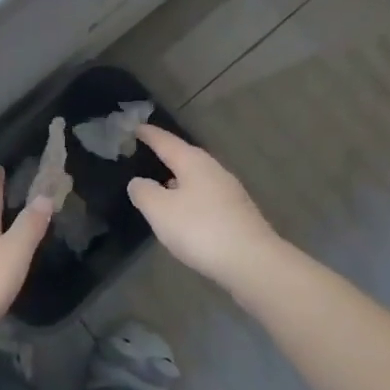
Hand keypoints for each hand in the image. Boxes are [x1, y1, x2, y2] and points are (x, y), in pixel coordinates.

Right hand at [128, 125, 283, 287]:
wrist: (253, 263)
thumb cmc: (201, 229)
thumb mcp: (160, 211)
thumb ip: (144, 193)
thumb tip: (138, 182)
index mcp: (193, 162)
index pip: (166, 142)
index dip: (150, 135)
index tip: (136, 127)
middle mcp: (214, 170)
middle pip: (186, 157)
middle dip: (167, 156)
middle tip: (148, 154)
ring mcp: (230, 192)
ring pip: (198, 178)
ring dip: (180, 180)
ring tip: (163, 186)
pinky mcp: (238, 214)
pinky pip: (207, 198)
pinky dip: (192, 199)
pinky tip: (186, 214)